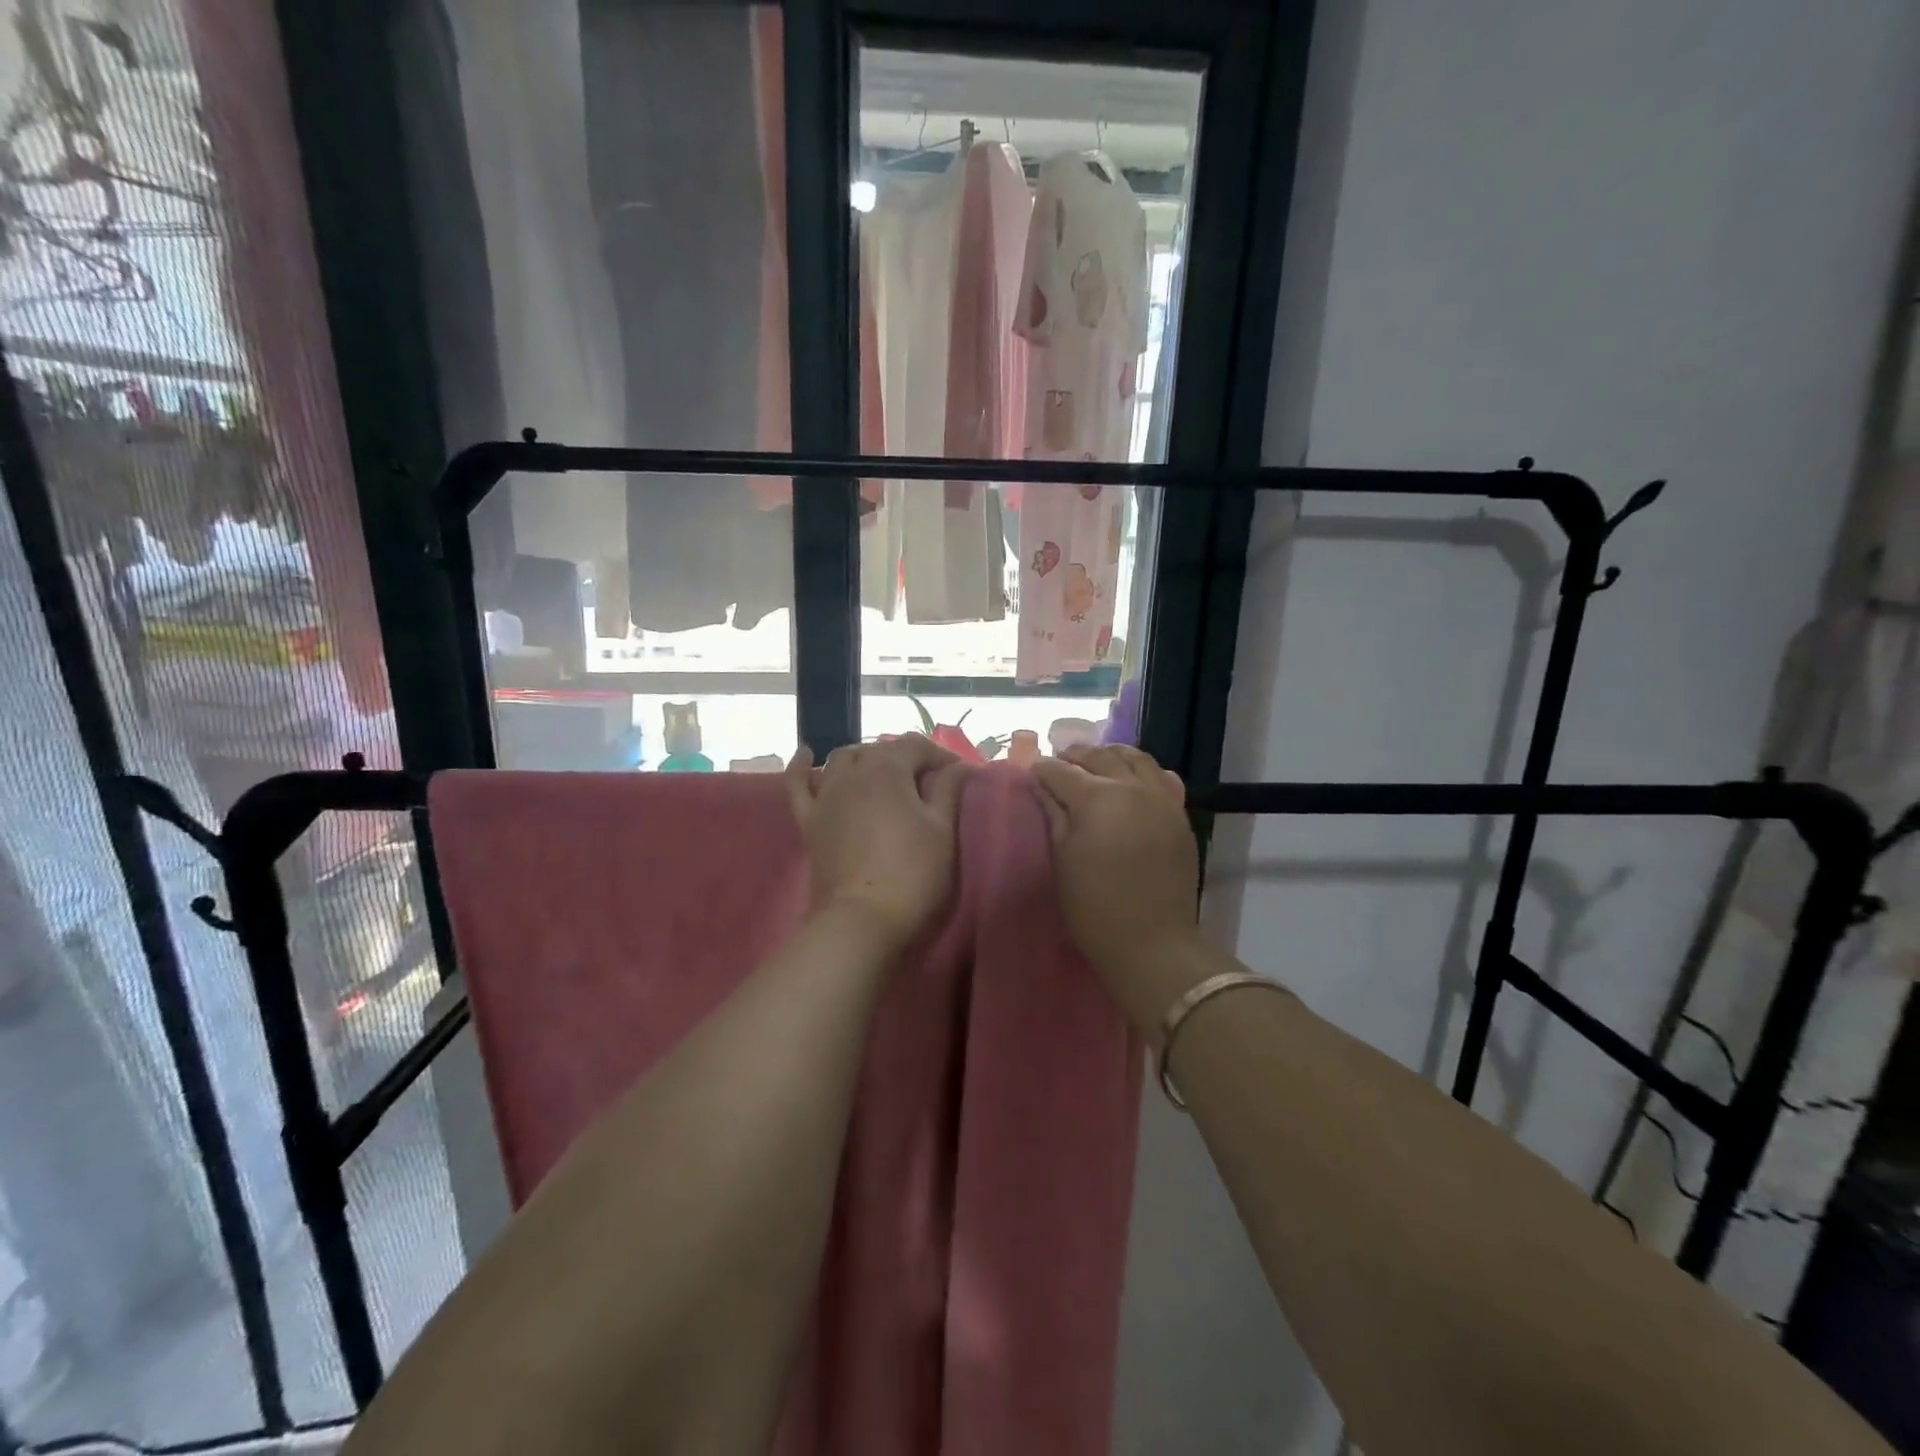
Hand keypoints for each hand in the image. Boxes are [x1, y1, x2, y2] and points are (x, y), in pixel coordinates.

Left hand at [785, 734, 966, 949]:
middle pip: (879, 751)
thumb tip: (957, 766)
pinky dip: (802, 767)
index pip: (915, 746)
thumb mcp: (942, 831)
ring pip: (842, 760)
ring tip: (882, 773)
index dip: (940, 755)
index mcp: (887, 770)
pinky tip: (807, 756)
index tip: (959, 773)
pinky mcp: (808, 821)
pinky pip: (798, 785)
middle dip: (905, 757)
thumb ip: (948, 790)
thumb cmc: (912, 874)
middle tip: (928, 781)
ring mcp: (825, 796)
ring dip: (864, 758)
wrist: (862, 922)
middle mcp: (852, 773)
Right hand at [1032, 744, 1203, 1033]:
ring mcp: (1160, 798)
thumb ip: (1054, 815)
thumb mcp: (1062, 860)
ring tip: (1095, 764)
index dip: (1043, 770)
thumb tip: (1042, 785)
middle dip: (1075, 756)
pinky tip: (1132, 780)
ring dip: (1110, 756)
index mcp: (1096, 798)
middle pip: (1099, 757)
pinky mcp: (1178, 814)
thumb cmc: (1094, 907)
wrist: (1153, 943)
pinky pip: (1162, 777)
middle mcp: (1131, 788)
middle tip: (1059, 764)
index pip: (1061, 771)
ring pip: (1135, 758)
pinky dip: (1142, 771)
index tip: (1032, 773)